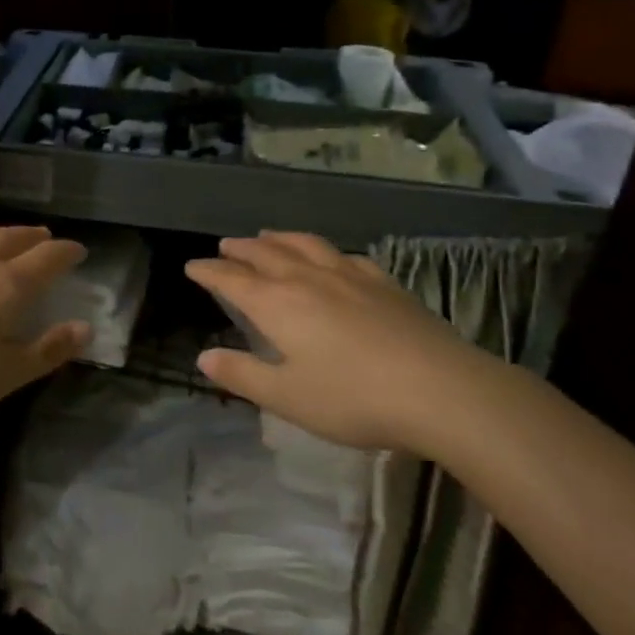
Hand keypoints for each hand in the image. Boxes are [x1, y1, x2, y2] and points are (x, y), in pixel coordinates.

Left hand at [0, 225, 89, 433]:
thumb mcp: (1, 377)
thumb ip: (45, 352)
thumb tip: (84, 328)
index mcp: (4, 287)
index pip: (46, 260)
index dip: (66, 253)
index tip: (78, 251)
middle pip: (9, 239)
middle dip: (31, 237)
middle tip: (44, 236)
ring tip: (0, 234)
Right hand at [184, 232, 511, 452]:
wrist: (442, 391)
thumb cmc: (353, 398)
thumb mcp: (286, 397)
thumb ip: (242, 375)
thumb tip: (203, 358)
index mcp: (277, 304)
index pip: (232, 280)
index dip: (208, 271)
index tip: (192, 266)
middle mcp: (308, 280)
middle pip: (265, 254)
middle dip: (240, 249)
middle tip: (225, 245)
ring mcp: (350, 277)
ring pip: (305, 245)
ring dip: (279, 238)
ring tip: (267, 235)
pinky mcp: (385, 284)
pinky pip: (346, 256)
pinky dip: (326, 251)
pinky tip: (331, 257)